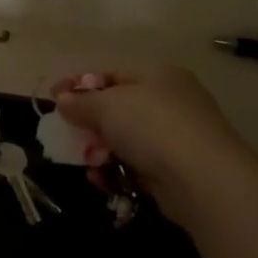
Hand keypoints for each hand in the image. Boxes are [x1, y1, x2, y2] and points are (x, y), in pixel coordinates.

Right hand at [52, 68, 254, 224]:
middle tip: (67, 136)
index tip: (54, 98)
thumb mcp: (108, 106)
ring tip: (89, 165)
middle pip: (118, 110)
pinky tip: (104, 182)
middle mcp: (171, 102)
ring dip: (101, 153)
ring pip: (126, 142)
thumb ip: (81, 102)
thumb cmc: (153, 126)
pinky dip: (118, 173)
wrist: (203, 179)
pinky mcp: (176, 172)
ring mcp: (176, 138)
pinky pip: (137, 168)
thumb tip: (63, 100)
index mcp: (158, 75)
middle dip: (90, 125)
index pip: (112, 75)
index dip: (80, 85)